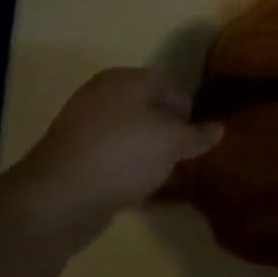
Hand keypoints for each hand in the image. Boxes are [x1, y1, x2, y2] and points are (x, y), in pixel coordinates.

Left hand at [10, 69, 221, 248]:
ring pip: (130, 134)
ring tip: (164, 176)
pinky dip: (126, 169)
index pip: (172, 84)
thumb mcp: (173, 142)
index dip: (191, 110)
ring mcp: (82, 125)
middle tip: (185, 158)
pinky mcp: (71, 157)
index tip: (199, 139)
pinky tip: (138, 189)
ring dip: (148, 153)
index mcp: (127, 78)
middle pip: (149, 108)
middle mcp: (103, 94)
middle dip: (169, 132)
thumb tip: (219, 128)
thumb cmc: (124, 154)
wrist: (57, 198)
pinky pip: (111, 157)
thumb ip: (198, 135)